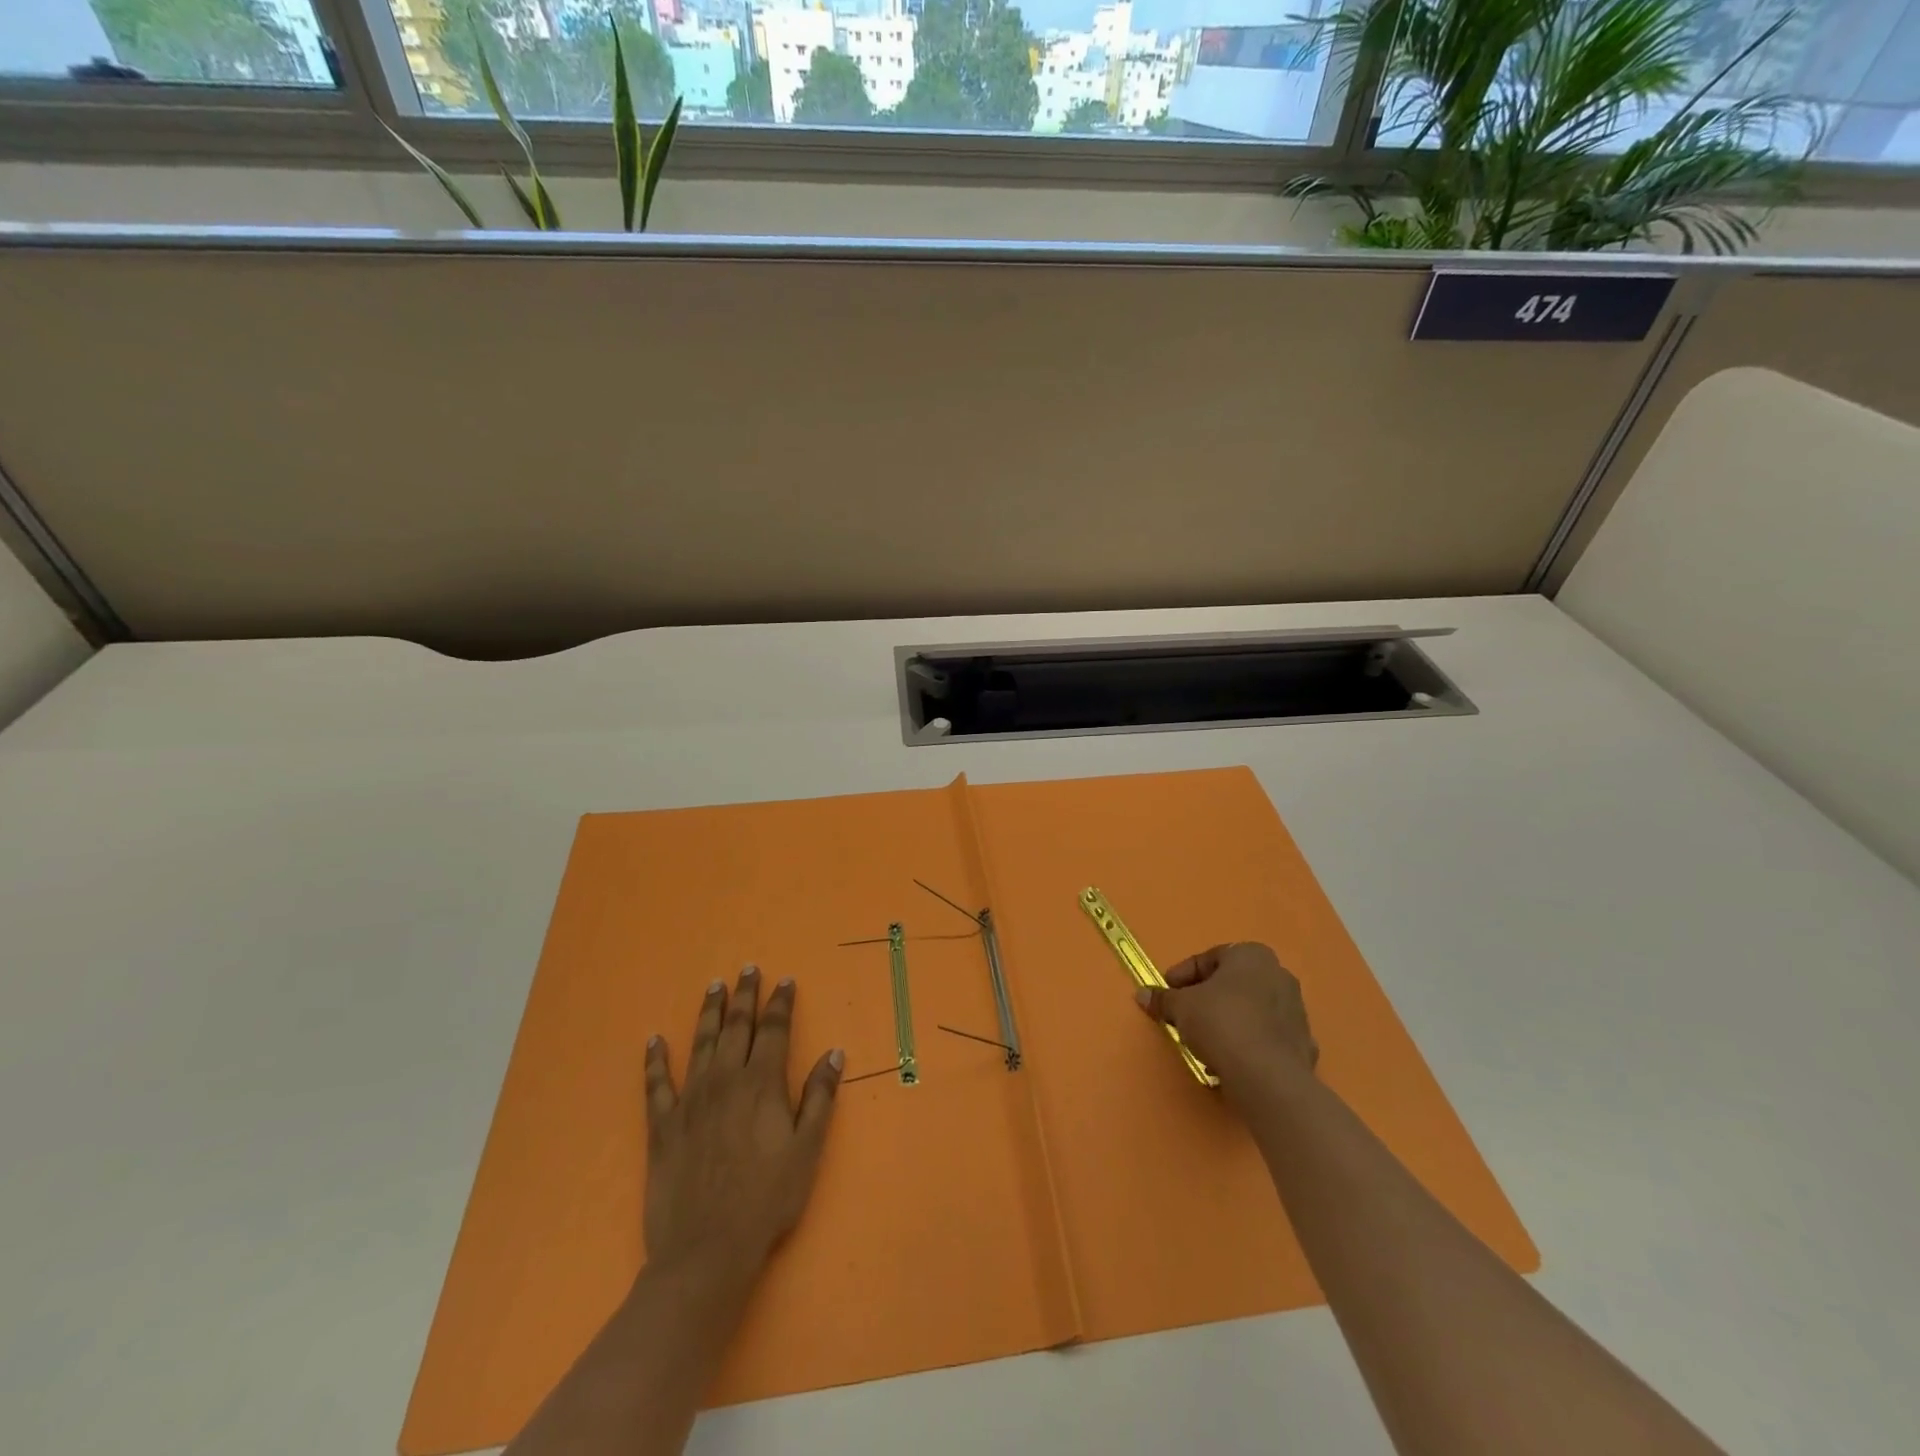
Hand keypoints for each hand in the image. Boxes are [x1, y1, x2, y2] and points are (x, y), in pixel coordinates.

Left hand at [643, 966, 843, 1277]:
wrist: (706, 1251)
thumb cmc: (766, 1200)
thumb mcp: (807, 1150)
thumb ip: (820, 1098)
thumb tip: (834, 1053)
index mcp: (762, 1084)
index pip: (774, 1030)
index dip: (781, 1003)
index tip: (785, 981)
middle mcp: (725, 1080)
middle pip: (736, 1026)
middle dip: (744, 995)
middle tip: (747, 969)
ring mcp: (690, 1099)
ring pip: (701, 1043)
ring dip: (708, 1012)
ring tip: (714, 986)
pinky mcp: (662, 1124)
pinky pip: (656, 1083)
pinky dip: (655, 1059)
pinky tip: (654, 1040)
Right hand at [1135, 942, 1317, 1095]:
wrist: (1267, 1077)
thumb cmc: (1221, 1023)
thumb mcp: (1180, 1007)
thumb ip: (1162, 999)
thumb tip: (1142, 995)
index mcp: (1252, 955)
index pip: (1209, 959)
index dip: (1182, 976)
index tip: (1167, 993)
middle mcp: (1279, 975)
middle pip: (1232, 983)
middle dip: (1207, 998)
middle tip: (1184, 1014)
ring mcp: (1296, 1011)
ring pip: (1251, 1010)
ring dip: (1227, 1020)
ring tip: (1204, 1041)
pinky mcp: (1303, 1045)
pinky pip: (1266, 1037)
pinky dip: (1248, 1043)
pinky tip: (1230, 1059)